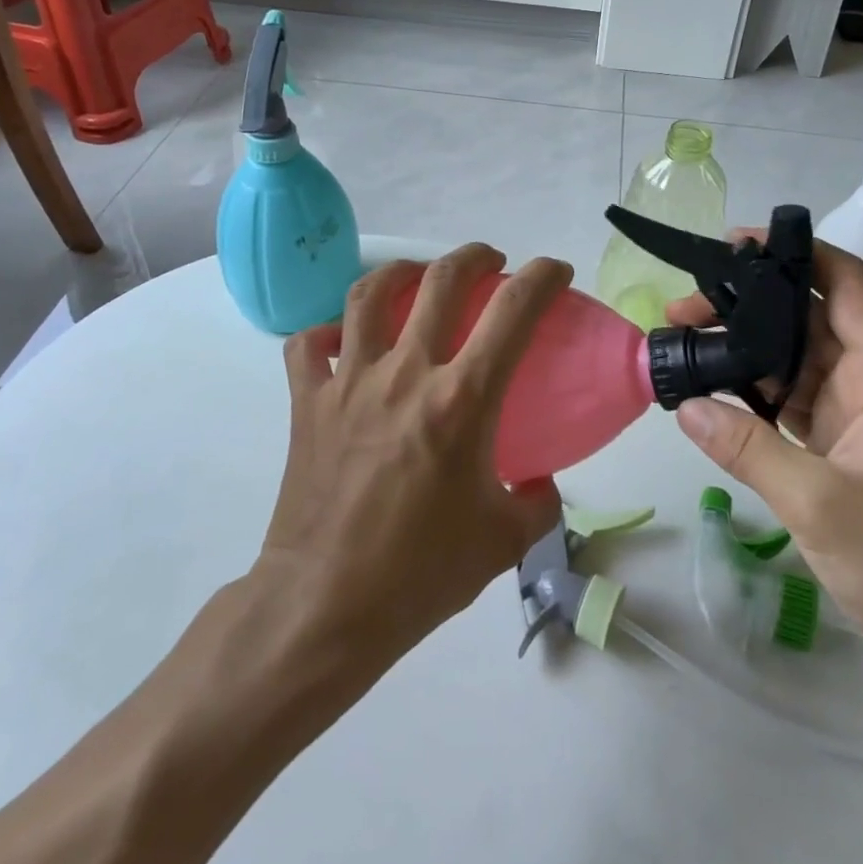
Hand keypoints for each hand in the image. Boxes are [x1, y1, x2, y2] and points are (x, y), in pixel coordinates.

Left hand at [258, 244, 570, 663]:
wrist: (324, 605)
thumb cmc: (420, 573)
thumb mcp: (504, 540)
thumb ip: (538, 501)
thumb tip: (540, 481)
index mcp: (461, 399)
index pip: (513, 312)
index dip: (542, 278)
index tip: (554, 271)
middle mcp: (406, 373)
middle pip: (441, 280)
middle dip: (474, 258)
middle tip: (491, 263)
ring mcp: (350, 381)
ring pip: (370, 294)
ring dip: (401, 272)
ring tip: (418, 276)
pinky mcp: (308, 401)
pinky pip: (310, 345)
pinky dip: (328, 331)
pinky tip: (345, 338)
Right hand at [669, 236, 862, 678]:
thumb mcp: (822, 505)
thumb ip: (750, 450)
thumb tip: (687, 404)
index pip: (844, 282)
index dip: (794, 252)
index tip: (733, 245)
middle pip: (806, 317)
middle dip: (746, 304)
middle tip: (682, 308)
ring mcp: (856, 412)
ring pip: (793, 358)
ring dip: (744, 348)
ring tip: (685, 341)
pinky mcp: (842, 443)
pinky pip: (791, 399)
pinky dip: (753, 390)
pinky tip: (713, 390)